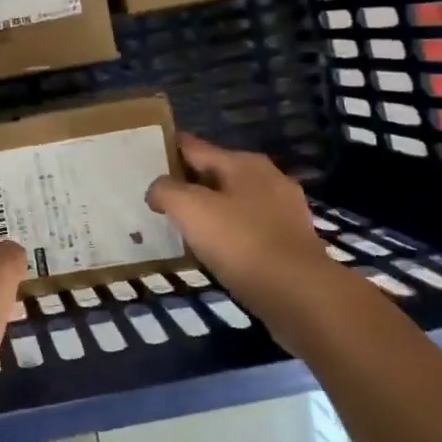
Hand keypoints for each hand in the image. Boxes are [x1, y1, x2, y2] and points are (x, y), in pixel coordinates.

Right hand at [145, 134, 357, 351]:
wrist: (301, 295)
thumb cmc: (241, 242)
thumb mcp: (189, 209)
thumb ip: (166, 190)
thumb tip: (157, 190)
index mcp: (243, 163)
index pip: (194, 146)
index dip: (166, 149)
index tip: (141, 159)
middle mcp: (267, 179)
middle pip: (214, 173)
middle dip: (186, 183)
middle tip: (155, 197)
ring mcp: (284, 211)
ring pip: (232, 203)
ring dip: (207, 211)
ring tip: (179, 226)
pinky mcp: (290, 243)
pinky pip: (247, 230)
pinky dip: (227, 235)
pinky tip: (211, 251)